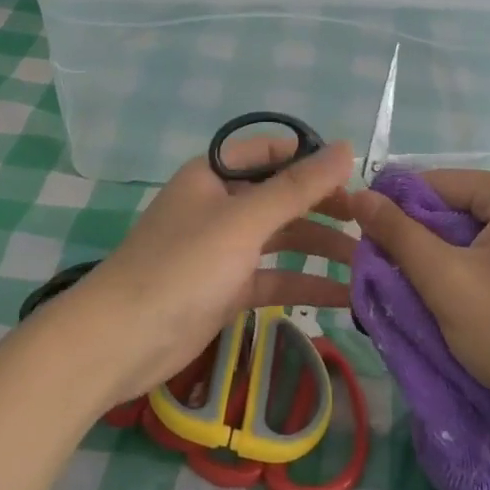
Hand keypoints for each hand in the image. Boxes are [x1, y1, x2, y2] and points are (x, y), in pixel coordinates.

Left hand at [61, 137, 357, 405]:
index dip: (313, 161)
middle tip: (369, 223)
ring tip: (366, 260)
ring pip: (281, 238)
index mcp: (214, 174)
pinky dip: (304, 283)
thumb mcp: (244, 221)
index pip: (273, 152)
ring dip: (320, 247)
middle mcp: (220, 204)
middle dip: (324, 207)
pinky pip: (273, 276)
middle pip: (281, 196)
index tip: (356, 178)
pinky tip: (344, 296)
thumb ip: (297, 186)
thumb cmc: (182, 266)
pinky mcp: (225, 288)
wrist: (120, 341)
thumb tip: (346, 148)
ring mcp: (222, 248)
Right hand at [347, 170, 489, 437]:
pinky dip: (474, 277)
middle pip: (458, 210)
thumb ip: (399, 235)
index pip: (438, 184)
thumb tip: (358, 195)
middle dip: (423, 245)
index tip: (366, 248)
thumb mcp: (447, 282)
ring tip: (422, 299)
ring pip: (476, 238)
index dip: (397, 213)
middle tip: (391, 282)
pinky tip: (461, 307)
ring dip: (445, 265)